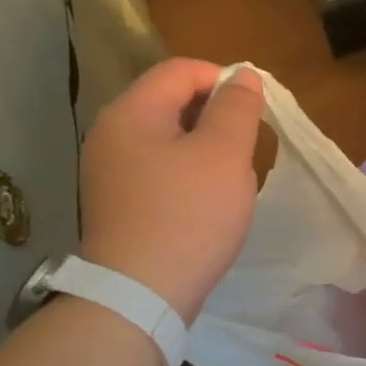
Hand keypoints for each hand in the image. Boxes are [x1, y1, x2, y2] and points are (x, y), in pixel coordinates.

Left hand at [78, 58, 265, 320]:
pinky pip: (160, 170)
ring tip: (233, 180)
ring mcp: (111, 172)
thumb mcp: (225, 154)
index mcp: (132, 113)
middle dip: (217, 118)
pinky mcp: (119, 204)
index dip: (223, 80)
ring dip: (207, 150)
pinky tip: (209, 204)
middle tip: (248, 148)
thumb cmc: (188, 215)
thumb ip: (237, 107)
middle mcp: (112, 135)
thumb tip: (242, 75)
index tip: (255, 111)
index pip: (181, 71)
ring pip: (170, 140)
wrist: (140, 295)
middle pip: (172, 103)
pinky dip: (190, 175)